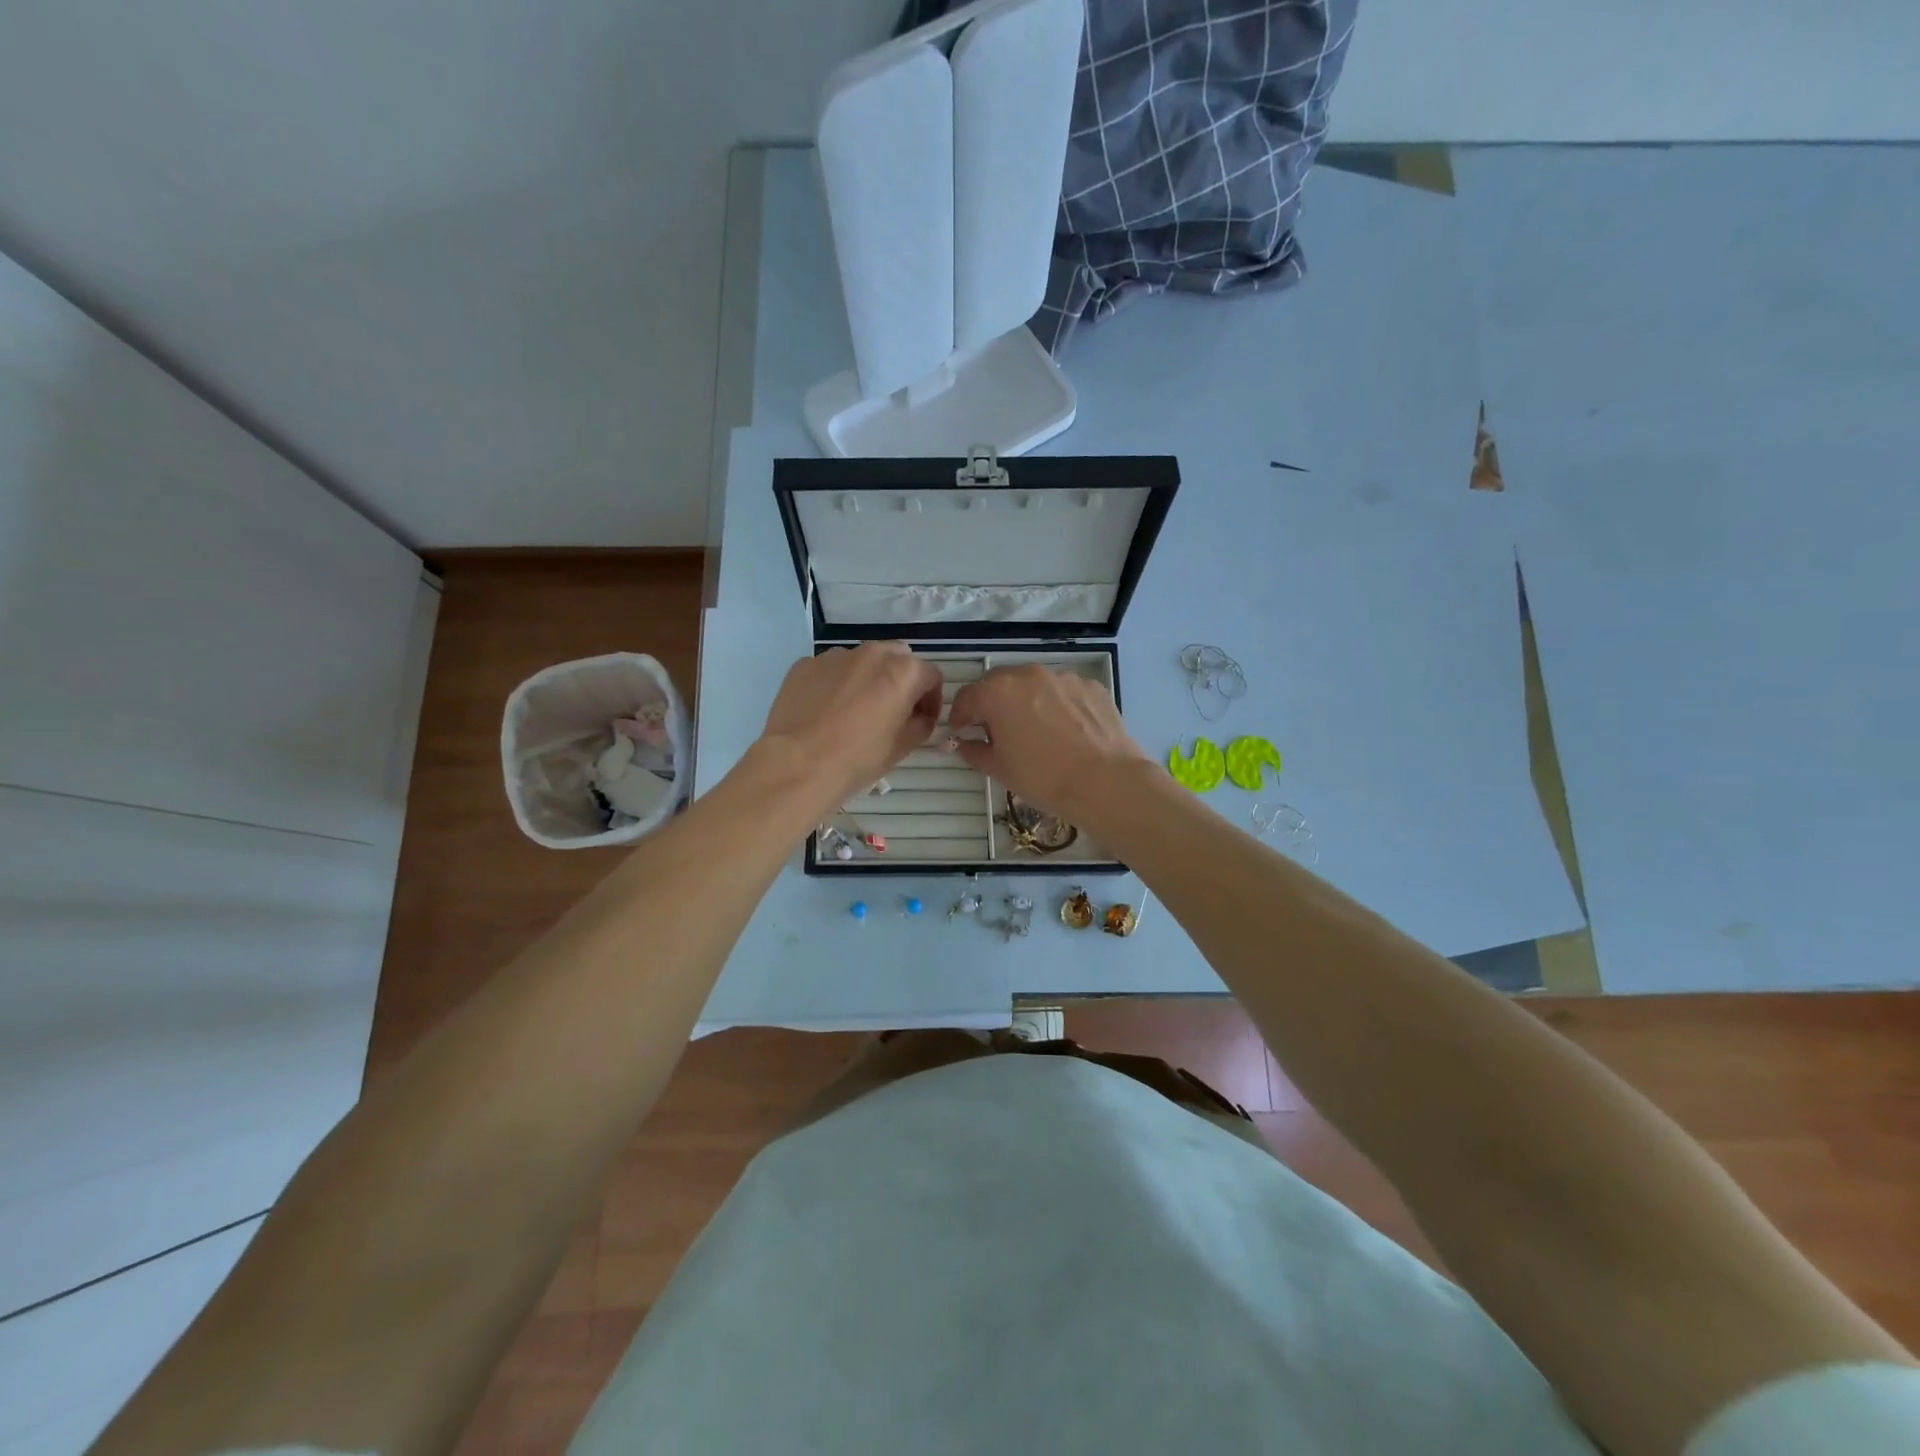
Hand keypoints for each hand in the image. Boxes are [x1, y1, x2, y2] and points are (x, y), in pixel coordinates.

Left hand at [757, 642, 943, 809]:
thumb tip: (919, 717)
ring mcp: (835, 656)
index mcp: (902, 671)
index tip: (923, 719)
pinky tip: (825, 711)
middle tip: (891, 710)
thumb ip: (920, 724)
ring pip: (861, 661)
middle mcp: (871, 653)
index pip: (931, 675)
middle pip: (897, 658)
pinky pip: (830, 670)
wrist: (798, 765)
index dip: (932, 699)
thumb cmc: (857, 758)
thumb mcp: (902, 747)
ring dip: (866, 679)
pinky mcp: (805, 664)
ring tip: (854, 710)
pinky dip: (835, 684)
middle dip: (900, 680)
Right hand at [947, 665, 1152, 823]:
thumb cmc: (1044, 777)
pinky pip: (1063, 692)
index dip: (959, 717)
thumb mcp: (1000, 769)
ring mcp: (1062, 677)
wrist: (1106, 781)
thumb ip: (974, 751)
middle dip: (991, 704)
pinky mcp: (1090, 685)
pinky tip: (1065, 731)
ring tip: (1034, 731)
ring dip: (1026, 702)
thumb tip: (963, 744)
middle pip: (999, 684)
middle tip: (995, 731)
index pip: (966, 697)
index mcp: (997, 692)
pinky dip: (1057, 705)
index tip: (961, 733)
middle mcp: (1028, 674)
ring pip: (1033, 685)